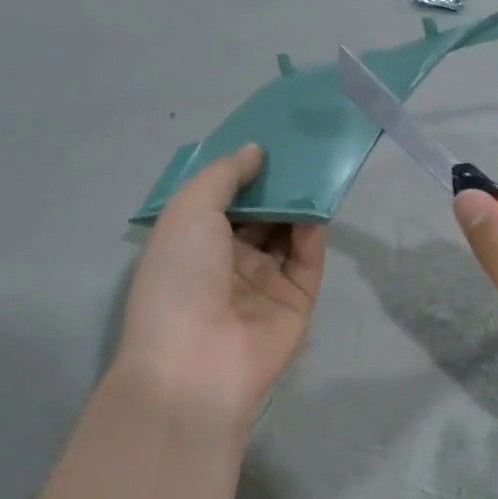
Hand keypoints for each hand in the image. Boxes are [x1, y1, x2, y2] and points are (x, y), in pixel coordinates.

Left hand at [113, 145, 324, 439]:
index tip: (265, 140)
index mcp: (193, 242)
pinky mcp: (295, 302)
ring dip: (297, 204)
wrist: (197, 359)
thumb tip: (255, 151)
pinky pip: (307, 261)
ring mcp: (263, 283)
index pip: (222, 200)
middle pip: (258, 215)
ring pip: (286, 234)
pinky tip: (317, 207)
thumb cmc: (180, 275)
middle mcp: (227, 261)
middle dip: (275, 184)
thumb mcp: (189, 209)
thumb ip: (224, 174)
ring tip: (315, 167)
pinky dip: (312, 234)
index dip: (241, 171)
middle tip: (299, 148)